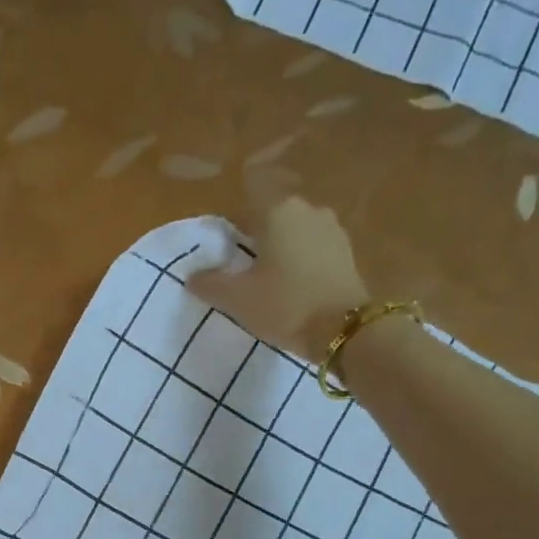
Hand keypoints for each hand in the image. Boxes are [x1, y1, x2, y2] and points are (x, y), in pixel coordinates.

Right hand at [188, 197, 369, 363]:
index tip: (222, 258)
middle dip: (256, 241)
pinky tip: (294, 287)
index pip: (244, 209)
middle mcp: (307, 209)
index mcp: (277, 211)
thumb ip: (210, 284)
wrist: (343, 329)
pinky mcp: (347, 252)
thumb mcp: (237, 299)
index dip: (229, 232)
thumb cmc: (285, 306)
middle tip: (243, 273)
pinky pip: (314, 250)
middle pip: (271, 219)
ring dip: (281, 252)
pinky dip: (302, 263)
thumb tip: (192, 276)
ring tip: (269, 283)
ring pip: (295, 235)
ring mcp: (332, 229)